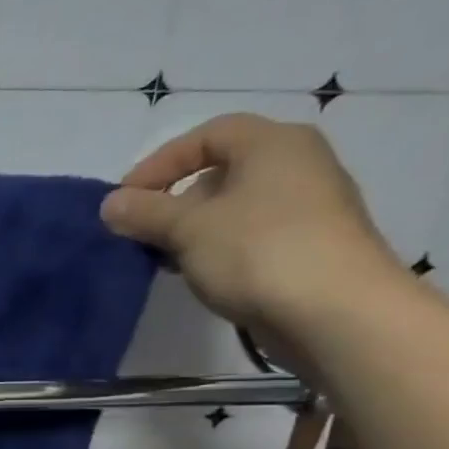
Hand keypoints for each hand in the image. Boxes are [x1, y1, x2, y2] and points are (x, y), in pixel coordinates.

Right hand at [101, 114, 409, 340]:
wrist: (337, 312)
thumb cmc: (258, 252)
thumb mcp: (187, 228)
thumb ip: (144, 212)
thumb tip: (110, 204)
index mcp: (273, 144)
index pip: (206, 135)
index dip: (159, 163)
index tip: (126, 199)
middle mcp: (298, 165)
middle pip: (221, 171)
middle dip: (174, 200)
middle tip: (142, 231)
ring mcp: (309, 208)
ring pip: (234, 207)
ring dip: (192, 229)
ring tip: (164, 259)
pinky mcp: (310, 246)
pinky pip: (251, 235)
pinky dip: (218, 248)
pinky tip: (200, 275)